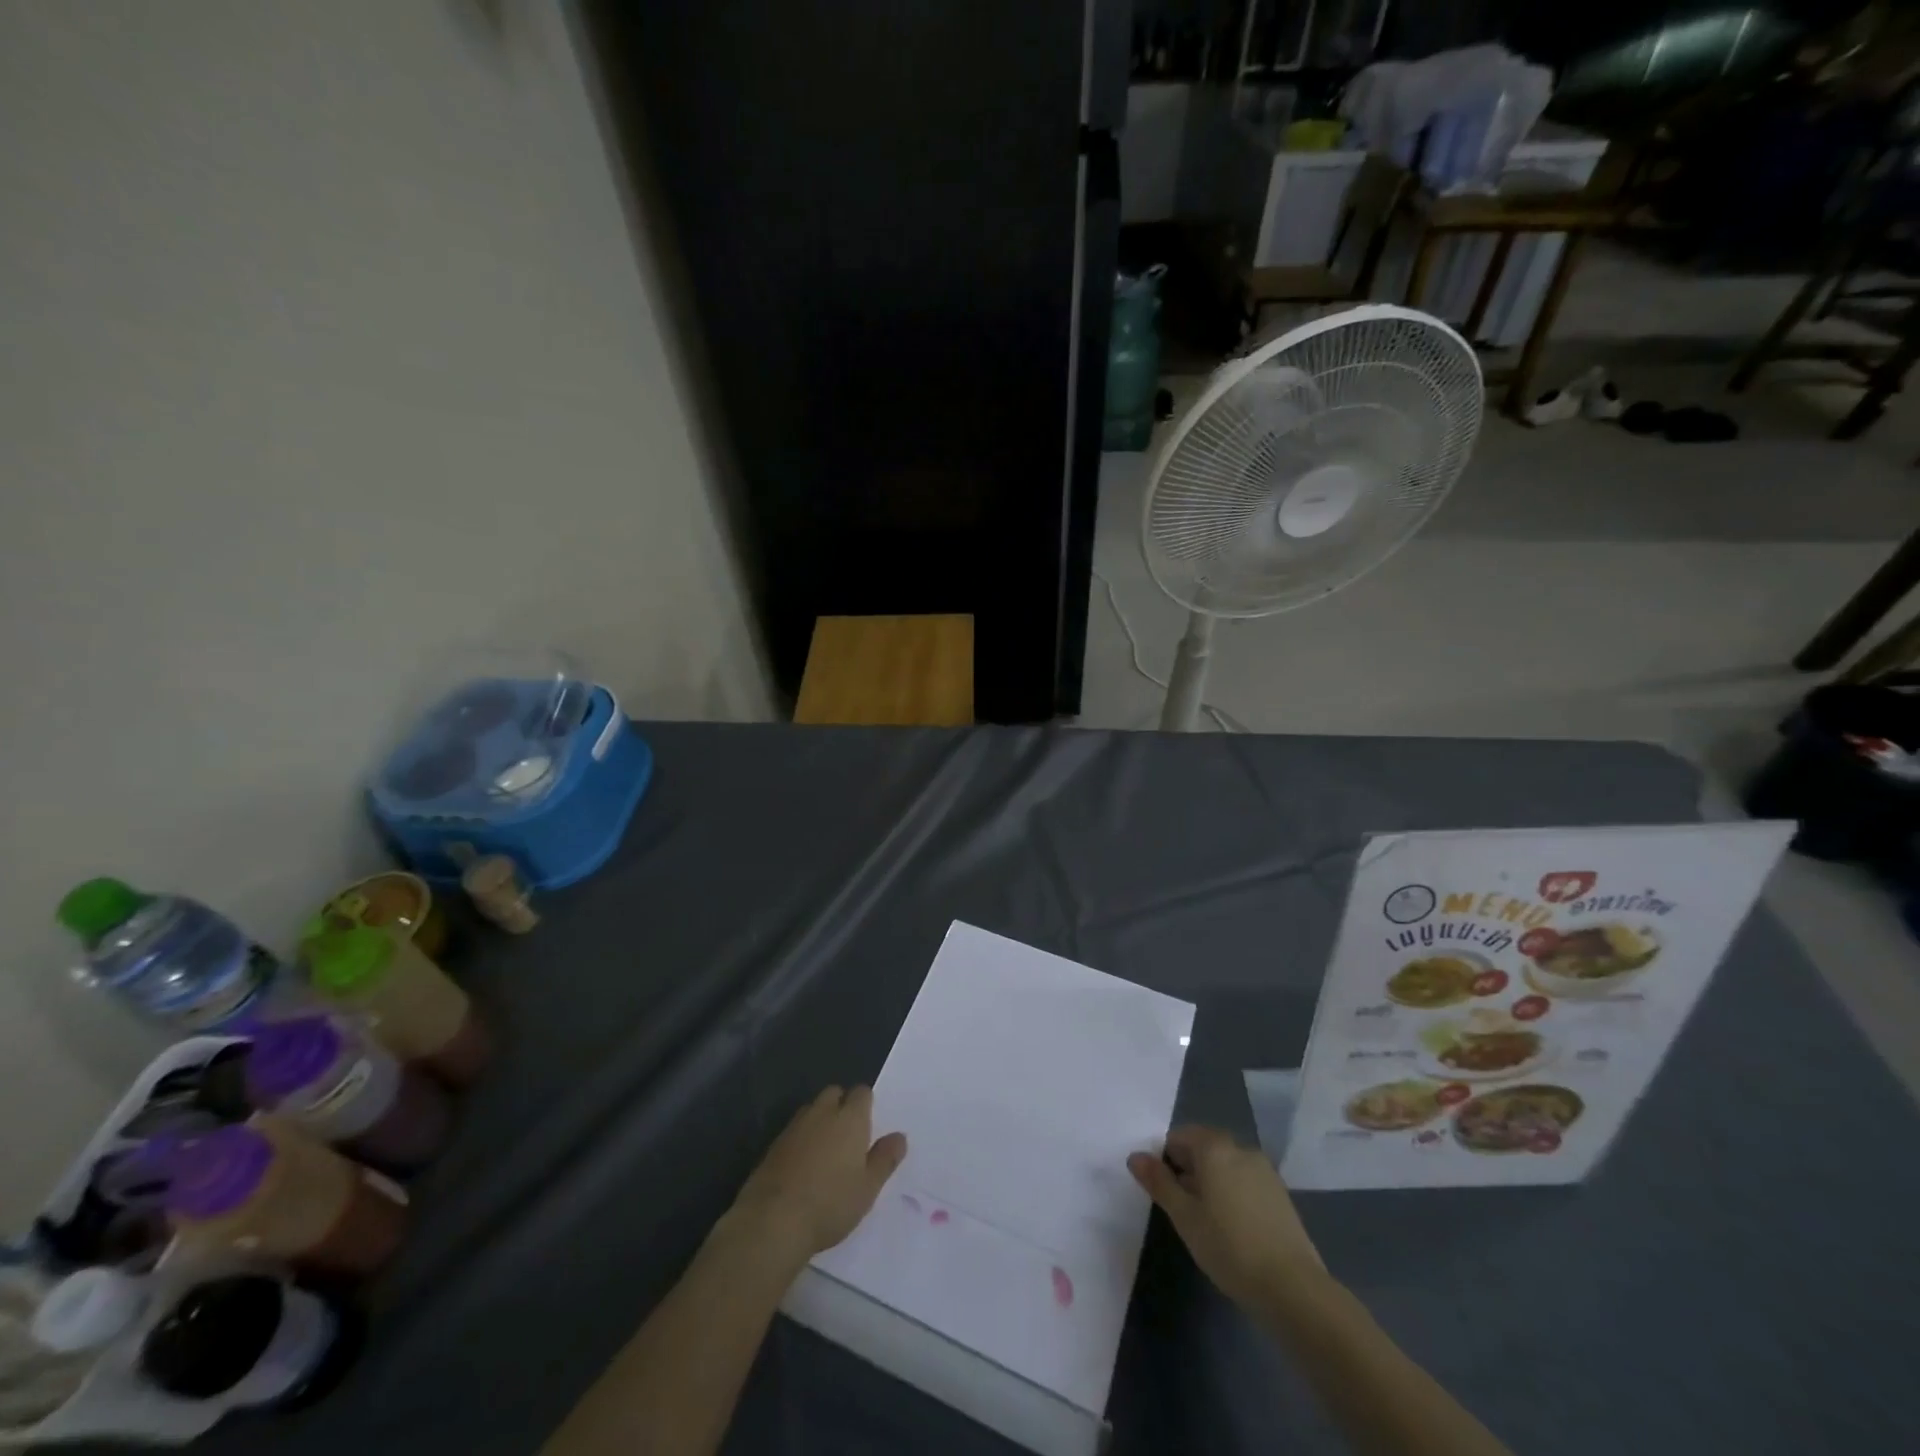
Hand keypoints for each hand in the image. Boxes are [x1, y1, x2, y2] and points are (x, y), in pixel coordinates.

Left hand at [730, 1086, 906, 1266]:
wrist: (773, 1221)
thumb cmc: (830, 1203)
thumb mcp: (868, 1188)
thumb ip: (885, 1159)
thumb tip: (899, 1137)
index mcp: (850, 1118)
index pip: (862, 1092)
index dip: (866, 1104)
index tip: (869, 1126)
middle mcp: (822, 1112)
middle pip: (834, 1093)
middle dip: (842, 1105)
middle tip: (849, 1136)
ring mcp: (795, 1126)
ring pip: (812, 1110)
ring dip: (820, 1120)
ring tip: (826, 1151)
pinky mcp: (774, 1144)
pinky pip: (794, 1130)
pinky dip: (802, 1139)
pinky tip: (803, 1165)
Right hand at [1128, 1125, 1323, 1308]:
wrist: (1293, 1288)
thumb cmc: (1228, 1247)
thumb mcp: (1184, 1216)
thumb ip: (1159, 1182)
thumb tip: (1135, 1157)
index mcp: (1214, 1147)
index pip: (1179, 1136)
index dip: (1165, 1158)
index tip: (1162, 1189)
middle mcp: (1240, 1148)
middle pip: (1204, 1147)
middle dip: (1188, 1168)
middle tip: (1180, 1206)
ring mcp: (1264, 1171)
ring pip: (1226, 1165)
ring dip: (1211, 1181)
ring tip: (1205, 1219)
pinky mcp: (1280, 1194)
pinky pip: (1245, 1181)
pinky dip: (1232, 1192)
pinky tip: (1232, 1228)